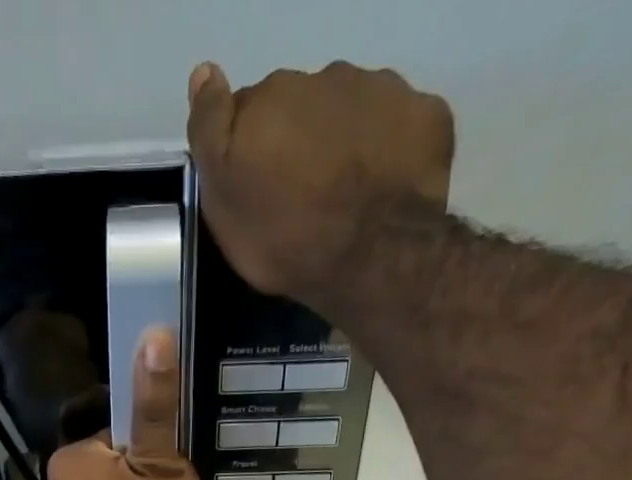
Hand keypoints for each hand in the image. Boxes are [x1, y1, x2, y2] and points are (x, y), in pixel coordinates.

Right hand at [187, 61, 454, 311]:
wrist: (369, 254)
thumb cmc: (284, 236)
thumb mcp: (222, 198)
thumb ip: (210, 131)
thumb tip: (204, 72)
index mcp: (271, 97)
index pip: (250, 111)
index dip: (250, 147)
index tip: (256, 185)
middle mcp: (326, 77)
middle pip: (304, 107)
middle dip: (300, 140)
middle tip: (303, 198)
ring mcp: (382, 90)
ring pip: (354, 110)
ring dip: (346, 141)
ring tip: (347, 195)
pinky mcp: (426, 115)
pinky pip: (403, 126)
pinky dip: (393, 149)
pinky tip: (385, 186)